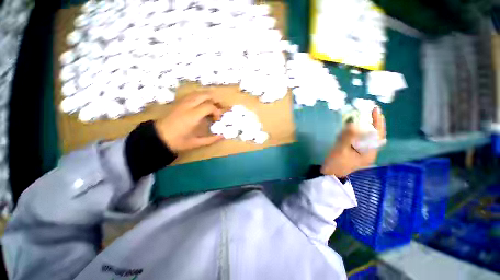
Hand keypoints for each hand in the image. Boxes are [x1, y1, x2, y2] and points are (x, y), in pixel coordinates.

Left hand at [154, 92, 223, 152]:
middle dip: (215, 100)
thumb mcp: (195, 143)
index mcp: (193, 116)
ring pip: (198, 93)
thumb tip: (222, 136)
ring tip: (213, 104)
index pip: (210, 106)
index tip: (217, 120)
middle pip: (205, 95)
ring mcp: (182, 102)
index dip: (217, 112)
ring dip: (208, 97)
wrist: (158, 137)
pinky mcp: (178, 102)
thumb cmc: (177, 141)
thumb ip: (210, 139)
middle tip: (220, 107)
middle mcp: (188, 105)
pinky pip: (192, 94)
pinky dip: (200, 96)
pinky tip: (202, 103)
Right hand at [321, 107, 385, 177]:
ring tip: (360, 117)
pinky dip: (356, 133)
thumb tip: (353, 124)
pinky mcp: (355, 152)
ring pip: (366, 137)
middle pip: (374, 135)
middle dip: (373, 123)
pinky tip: (350, 129)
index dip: (378, 122)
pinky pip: (358, 140)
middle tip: (370, 111)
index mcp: (369, 153)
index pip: (378, 135)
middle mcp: (369, 152)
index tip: (375, 110)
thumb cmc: (336, 163)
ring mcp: (362, 153)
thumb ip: (348, 137)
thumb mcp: (341, 150)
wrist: (330, 173)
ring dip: (364, 127)